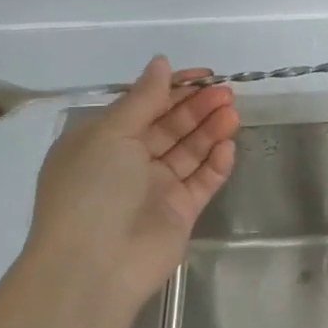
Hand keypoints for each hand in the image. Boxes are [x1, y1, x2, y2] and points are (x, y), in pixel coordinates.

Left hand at [24, 58, 238, 309]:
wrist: (96, 264)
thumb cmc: (93, 189)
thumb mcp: (111, 133)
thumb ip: (143, 98)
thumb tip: (161, 63)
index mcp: (101, 141)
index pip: (143, 106)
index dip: (173, 88)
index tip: (204, 75)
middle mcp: (128, 162)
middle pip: (170, 127)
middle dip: (197, 107)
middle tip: (227, 92)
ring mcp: (156, 188)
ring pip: (189, 151)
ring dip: (210, 130)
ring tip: (233, 113)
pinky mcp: (180, 211)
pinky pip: (202, 181)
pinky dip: (216, 164)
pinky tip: (229, 147)